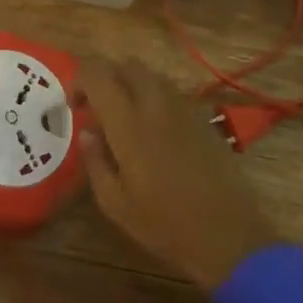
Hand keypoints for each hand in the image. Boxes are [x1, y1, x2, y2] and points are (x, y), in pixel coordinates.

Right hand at [76, 58, 277, 292]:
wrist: (229, 236)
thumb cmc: (164, 226)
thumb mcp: (115, 204)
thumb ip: (95, 162)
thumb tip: (86, 133)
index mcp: (130, 126)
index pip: (99, 75)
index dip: (79, 80)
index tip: (73, 106)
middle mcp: (158, 107)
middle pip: (128, 66)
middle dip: (106, 77)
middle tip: (95, 108)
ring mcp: (186, 111)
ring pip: (153, 76)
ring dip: (131, 86)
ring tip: (123, 119)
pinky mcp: (205, 121)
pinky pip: (173, 94)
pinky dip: (154, 99)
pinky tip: (153, 132)